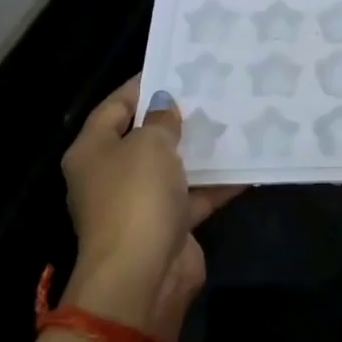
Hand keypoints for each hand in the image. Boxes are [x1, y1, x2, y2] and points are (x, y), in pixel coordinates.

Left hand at [59, 76, 241, 339]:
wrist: (143, 274)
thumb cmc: (136, 197)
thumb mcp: (149, 145)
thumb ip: (161, 119)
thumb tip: (164, 104)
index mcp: (93, 151)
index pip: (114, 107)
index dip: (141, 86)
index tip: (176, 67)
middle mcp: (112, 175)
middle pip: (145, 137)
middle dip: (177, 117)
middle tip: (212, 91)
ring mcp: (141, 202)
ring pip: (174, 166)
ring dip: (201, 149)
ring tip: (235, 119)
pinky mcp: (170, 224)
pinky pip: (196, 194)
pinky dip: (219, 181)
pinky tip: (249, 162)